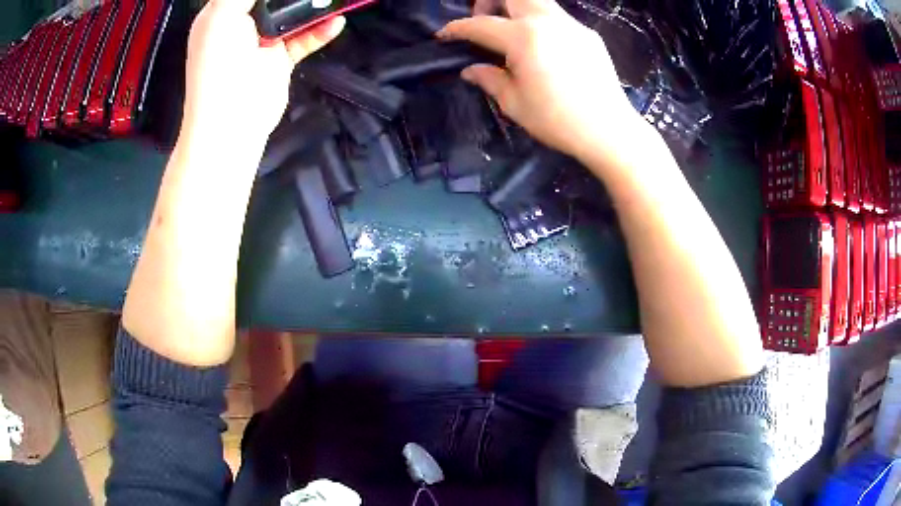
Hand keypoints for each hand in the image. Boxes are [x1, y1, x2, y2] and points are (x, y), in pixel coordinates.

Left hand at [181, 0, 344, 149]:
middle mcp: (240, 26)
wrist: (232, 120)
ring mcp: (261, 43)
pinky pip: (304, 38)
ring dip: (312, 5)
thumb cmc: (218, 65)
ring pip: (291, 15)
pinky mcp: (279, 60)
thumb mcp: (221, 14)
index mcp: (220, 15)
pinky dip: (321, 30)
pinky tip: (336, 22)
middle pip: (271, 0)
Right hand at [438, 0, 646, 165]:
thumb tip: (469, 70)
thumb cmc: (557, 121)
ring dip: (517, 7)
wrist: (609, 130)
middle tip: (486, 21)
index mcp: (524, 38)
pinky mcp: (587, 35)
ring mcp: (571, 25)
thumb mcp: (514, 104)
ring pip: (537, 1)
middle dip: (490, 1)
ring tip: (513, 33)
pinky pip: (557, 17)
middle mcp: (547, 21)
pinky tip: (544, 50)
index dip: (457, 29)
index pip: (480, 25)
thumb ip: (489, 79)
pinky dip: (541, 23)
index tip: (444, 35)